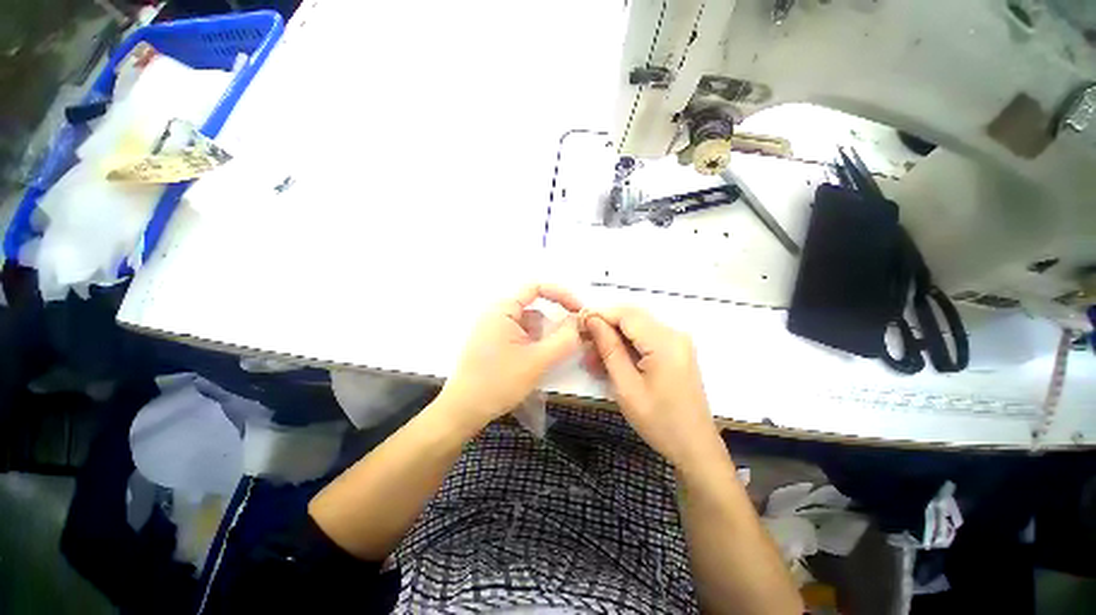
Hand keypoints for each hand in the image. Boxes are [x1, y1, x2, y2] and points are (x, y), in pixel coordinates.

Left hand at [438, 284, 582, 430]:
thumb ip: (564, 339)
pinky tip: (535, 366)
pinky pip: (523, 338)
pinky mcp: (496, 345)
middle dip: (553, 326)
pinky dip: (535, 347)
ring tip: (547, 361)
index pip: (537, 288)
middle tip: (571, 343)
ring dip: (544, 340)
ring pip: (531, 327)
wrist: (463, 411)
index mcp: (503, 310)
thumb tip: (579, 321)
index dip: (562, 295)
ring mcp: (495, 330)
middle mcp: (497, 315)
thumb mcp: (538, 361)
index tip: (579, 311)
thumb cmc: (498, 382)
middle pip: (536, 311)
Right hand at [584, 307, 721, 469]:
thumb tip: (592, 320)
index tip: (577, 325)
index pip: (626, 314)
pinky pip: (645, 339)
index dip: (599, 314)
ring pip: (636, 327)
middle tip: (583, 343)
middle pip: (631, 317)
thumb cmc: (659, 421)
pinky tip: (610, 362)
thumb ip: (609, 349)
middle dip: (604, 326)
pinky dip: (626, 346)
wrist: (695, 447)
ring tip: (592, 359)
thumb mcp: (626, 387)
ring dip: (613, 338)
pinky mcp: (675, 350)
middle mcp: (674, 334)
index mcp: (664, 342)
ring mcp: (677, 341)